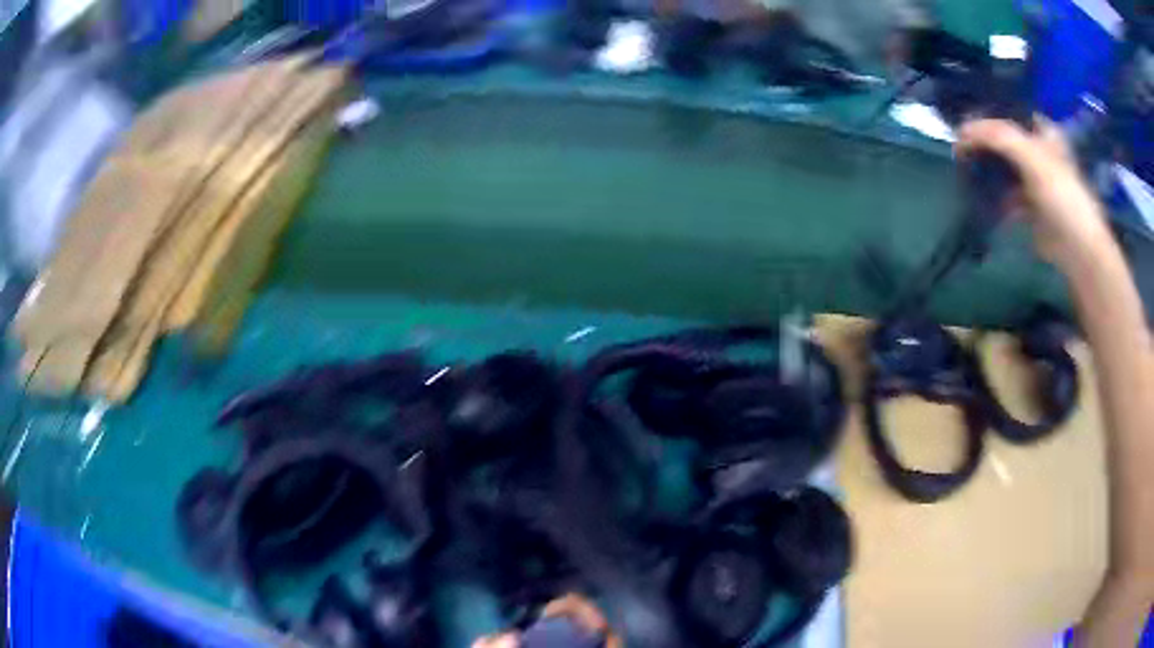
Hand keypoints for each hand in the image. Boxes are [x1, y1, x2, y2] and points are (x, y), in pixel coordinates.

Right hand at [955, 118, 1113, 269]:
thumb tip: (961, 131)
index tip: (964, 122)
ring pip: (1004, 167)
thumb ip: (997, 136)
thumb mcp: (1030, 155)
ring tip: (965, 169)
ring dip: (986, 169)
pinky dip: (993, 196)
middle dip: (984, 143)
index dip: (987, 114)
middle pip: (1005, 140)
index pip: (1009, 113)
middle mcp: (1038, 151)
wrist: (1078, 251)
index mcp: (1042, 131)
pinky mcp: (1030, 207)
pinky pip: (1006, 194)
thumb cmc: (1062, 197)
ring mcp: (1035, 180)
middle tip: (960, 146)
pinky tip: (979, 196)